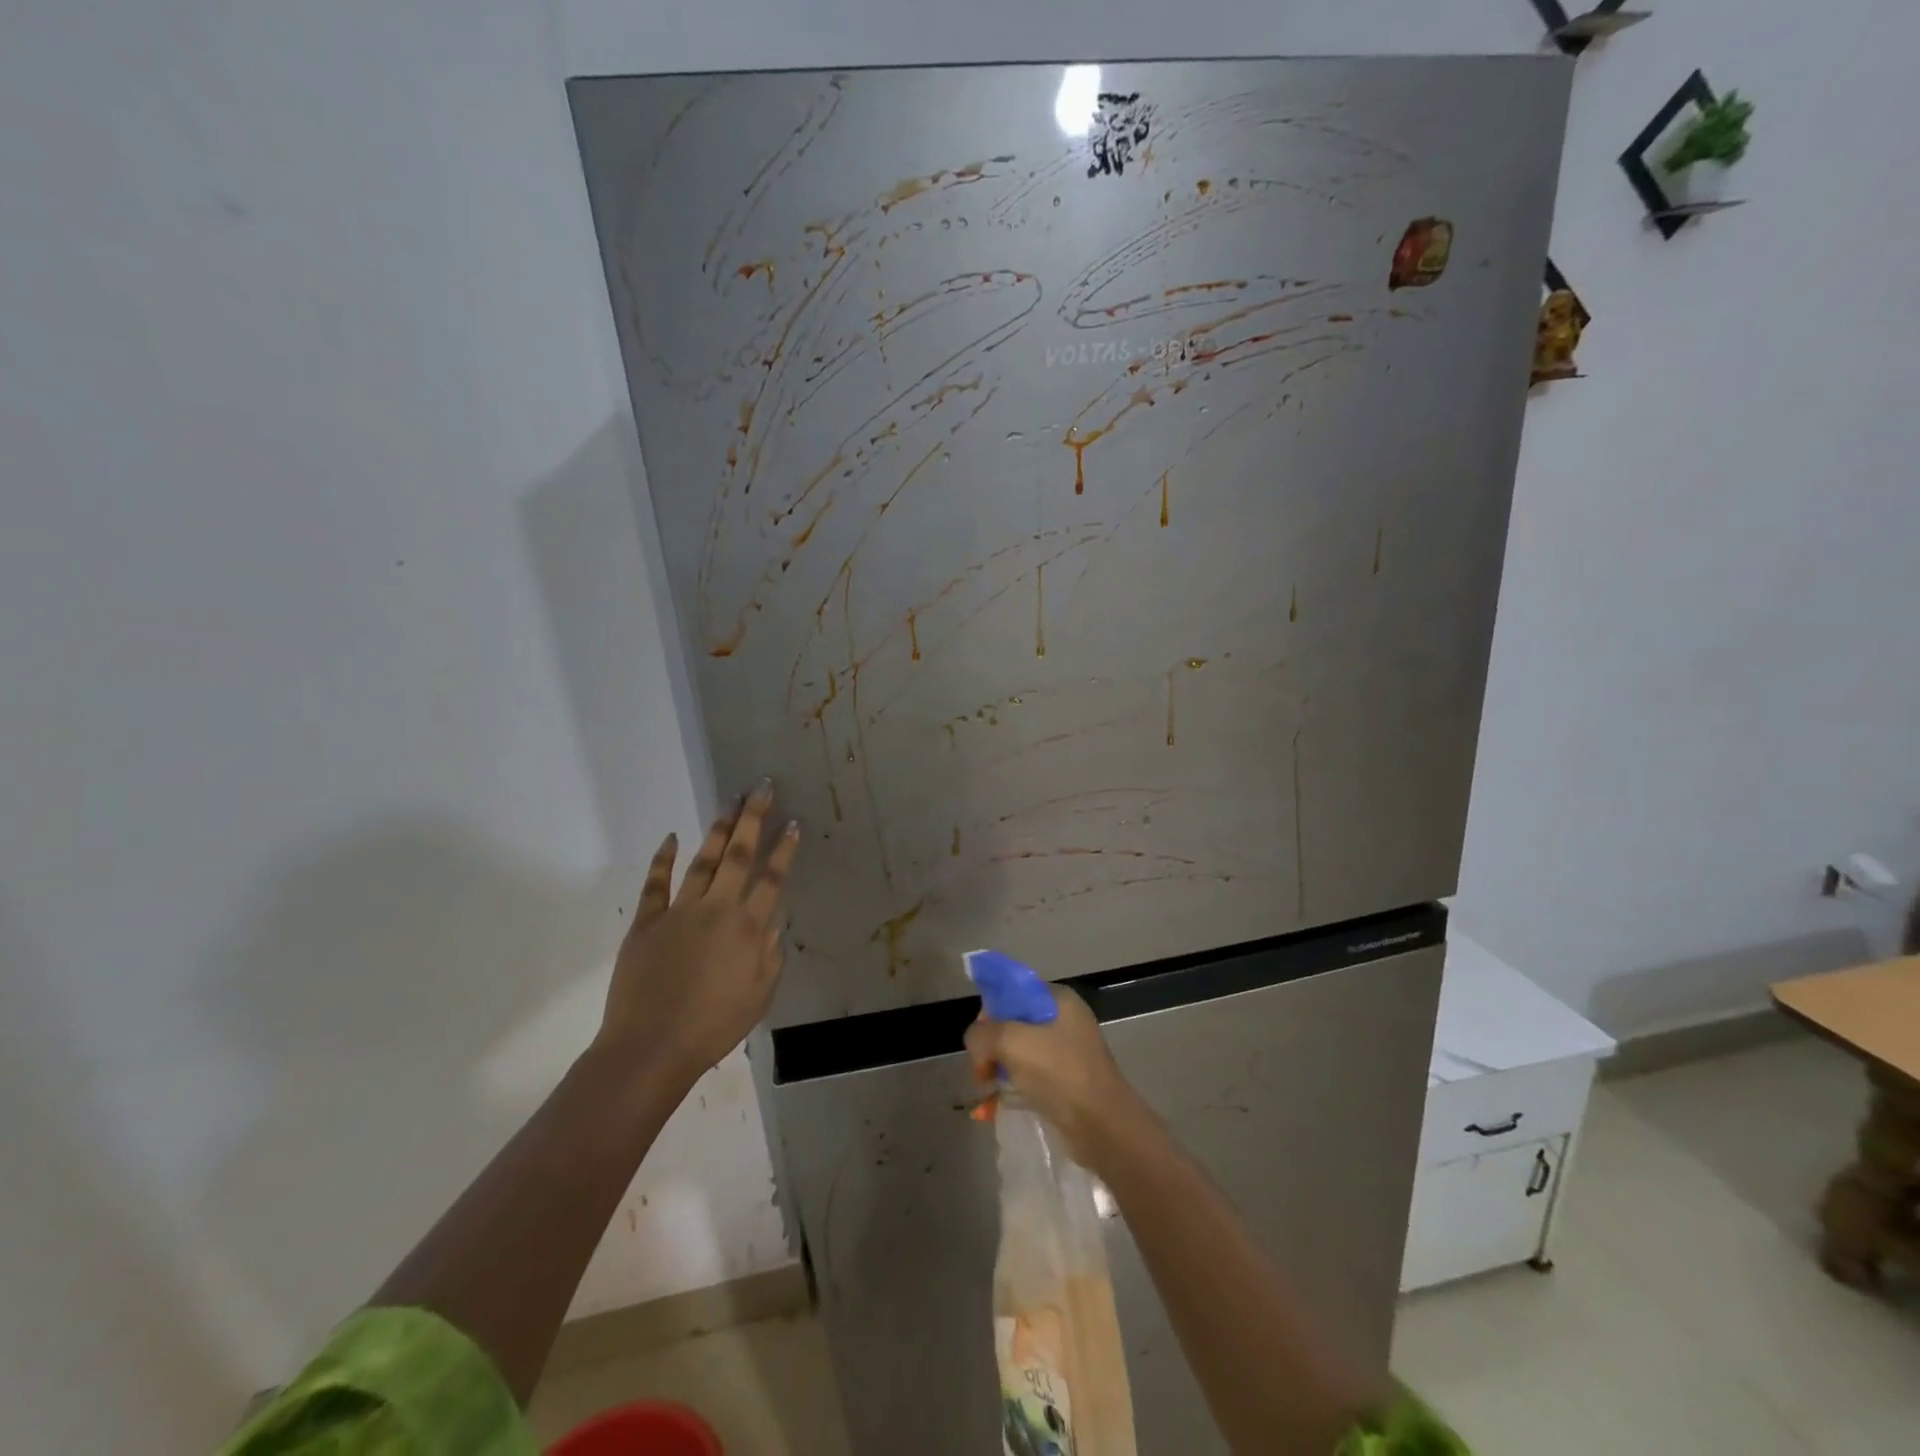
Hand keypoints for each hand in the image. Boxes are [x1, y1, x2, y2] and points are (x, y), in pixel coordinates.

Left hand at [597, 781, 799, 1086]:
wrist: (652, 1048)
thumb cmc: (714, 1027)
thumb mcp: (760, 996)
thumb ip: (770, 955)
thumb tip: (772, 923)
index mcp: (748, 929)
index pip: (772, 878)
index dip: (784, 849)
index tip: (793, 822)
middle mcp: (717, 909)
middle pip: (738, 855)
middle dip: (753, 818)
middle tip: (761, 788)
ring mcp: (679, 912)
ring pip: (703, 860)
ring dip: (718, 829)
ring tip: (730, 802)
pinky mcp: (647, 922)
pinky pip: (656, 883)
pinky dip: (663, 859)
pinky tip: (671, 837)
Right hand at [964, 984, 1149, 1172]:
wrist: (1103, 1127)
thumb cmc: (1059, 1073)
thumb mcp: (1012, 1042)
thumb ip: (983, 1033)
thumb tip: (976, 1042)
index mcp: (1058, 1000)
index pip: (1013, 992)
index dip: (990, 1012)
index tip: (980, 1038)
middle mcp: (1064, 1021)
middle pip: (1012, 1024)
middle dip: (990, 1047)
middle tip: (981, 1071)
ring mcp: (1066, 1053)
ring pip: (1018, 1053)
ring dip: (997, 1070)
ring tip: (984, 1092)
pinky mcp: (1065, 1083)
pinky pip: (1028, 1078)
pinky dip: (1009, 1089)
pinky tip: (990, 1108)